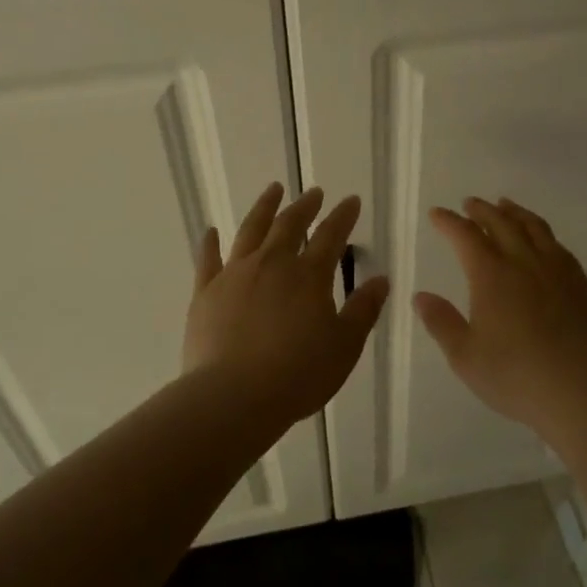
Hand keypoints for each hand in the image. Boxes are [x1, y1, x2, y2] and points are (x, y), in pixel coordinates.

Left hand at [185, 182, 390, 425]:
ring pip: (250, 230)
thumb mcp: (345, 346)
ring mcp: (234, 275)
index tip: (351, 200)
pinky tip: (211, 231)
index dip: (343, 216)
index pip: (331, 236)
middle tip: (314, 192)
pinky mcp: (205, 293)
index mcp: (309, 276)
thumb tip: (381, 279)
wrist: (233, 397)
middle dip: (305, 206)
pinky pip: (208, 260)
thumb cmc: (298, 374)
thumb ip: (363, 309)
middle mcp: (272, 264)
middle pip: (289, 225)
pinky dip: (210, 243)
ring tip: (273, 190)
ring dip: (264, 208)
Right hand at [414, 197, 586, 440]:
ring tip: (505, 206)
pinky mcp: (580, 284)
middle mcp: (524, 262)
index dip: (449, 222)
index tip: (437, 214)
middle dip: (481, 211)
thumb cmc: (515, 376)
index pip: (465, 236)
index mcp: (491, 275)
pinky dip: (542, 233)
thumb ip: (441, 323)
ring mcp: (557, 270)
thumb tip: (421, 296)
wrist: (579, 391)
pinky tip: (542, 240)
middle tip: (469, 203)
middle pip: (501, 223)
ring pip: (534, 228)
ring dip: (515, 213)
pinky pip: (558, 246)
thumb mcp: (465, 356)